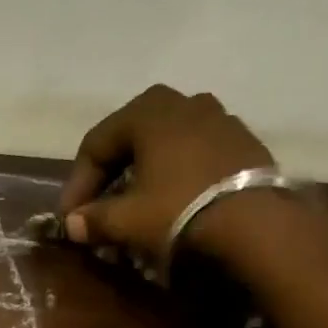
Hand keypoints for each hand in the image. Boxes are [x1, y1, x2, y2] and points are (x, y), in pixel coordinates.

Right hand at [58, 85, 276, 262]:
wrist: (257, 225)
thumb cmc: (178, 212)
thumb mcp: (126, 220)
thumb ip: (93, 219)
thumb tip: (71, 224)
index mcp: (149, 111)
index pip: (96, 143)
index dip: (77, 183)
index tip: (70, 217)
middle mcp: (185, 103)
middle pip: (132, 138)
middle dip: (111, 175)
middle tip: (100, 207)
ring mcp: (221, 120)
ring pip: (167, 146)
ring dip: (145, 175)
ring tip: (138, 207)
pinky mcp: (245, 144)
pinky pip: (197, 157)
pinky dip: (177, 177)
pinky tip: (175, 204)